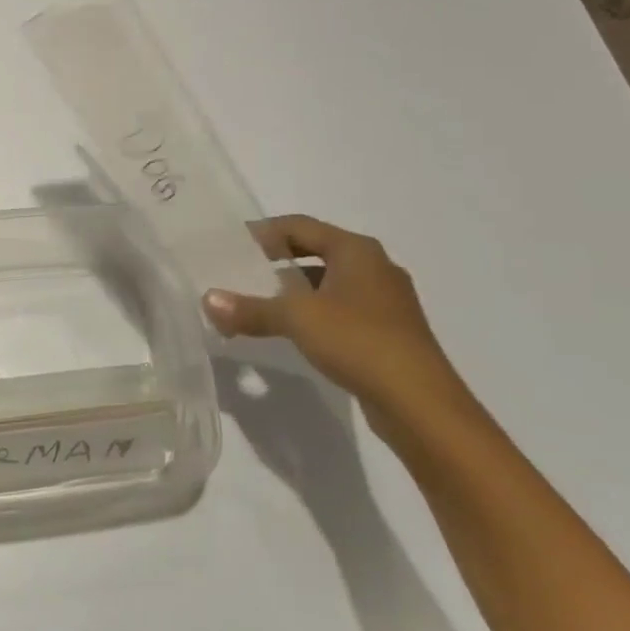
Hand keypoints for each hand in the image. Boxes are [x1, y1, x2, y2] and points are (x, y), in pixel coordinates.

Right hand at [201, 215, 473, 432]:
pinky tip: (294, 331)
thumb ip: (251, 308)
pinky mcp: (389, 331)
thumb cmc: (359, 341)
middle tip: (240, 272)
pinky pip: (341, 308)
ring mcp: (385, 300)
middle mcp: (374, 266)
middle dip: (277, 260)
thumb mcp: (297, 319)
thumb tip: (208, 300)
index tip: (231, 245)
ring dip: (295, 290)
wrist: (421, 404)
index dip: (263, 232)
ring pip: (329, 282)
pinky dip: (314, 312)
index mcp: (355, 249)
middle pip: (315, 251)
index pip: (299, 226)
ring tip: (259, 302)